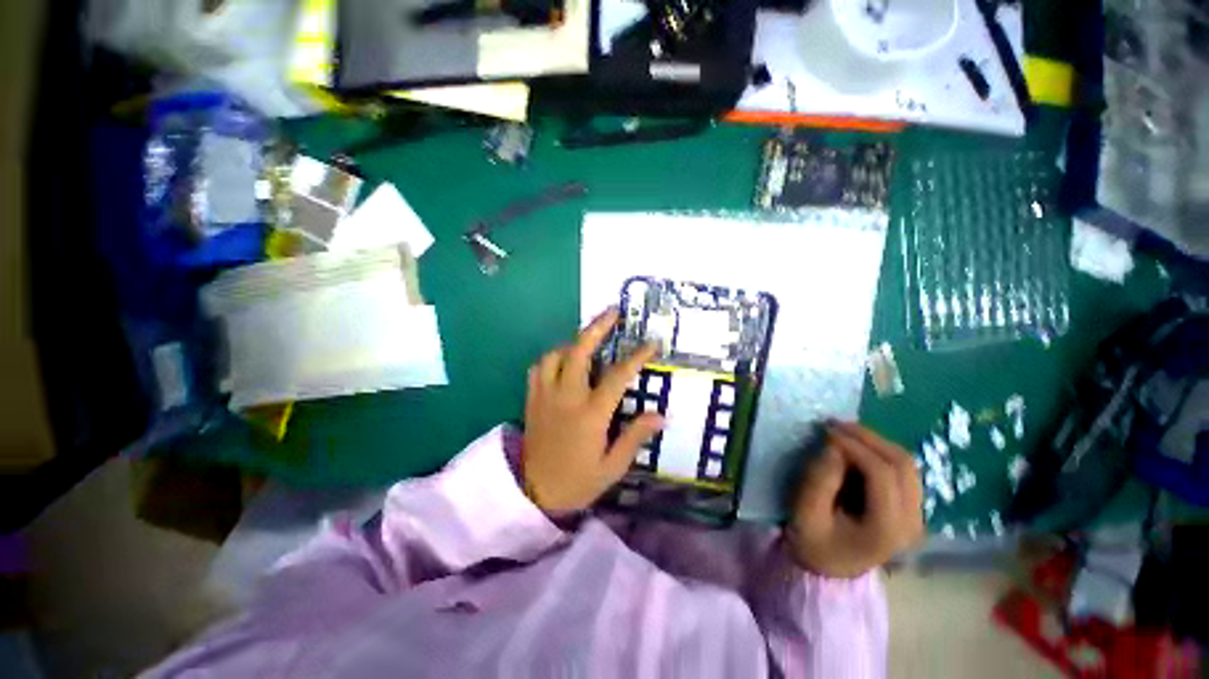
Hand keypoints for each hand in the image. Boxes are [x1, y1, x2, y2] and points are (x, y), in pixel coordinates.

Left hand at [522, 308, 663, 513]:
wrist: (534, 494)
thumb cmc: (578, 482)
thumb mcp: (612, 467)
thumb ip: (635, 437)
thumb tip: (661, 415)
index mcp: (591, 414)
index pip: (618, 376)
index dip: (637, 356)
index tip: (651, 343)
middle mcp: (567, 397)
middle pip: (580, 352)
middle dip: (597, 327)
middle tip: (612, 312)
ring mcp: (545, 396)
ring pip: (556, 355)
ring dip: (573, 342)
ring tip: (588, 340)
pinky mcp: (532, 400)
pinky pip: (538, 368)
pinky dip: (552, 357)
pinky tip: (563, 361)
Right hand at [786, 421, 923, 578]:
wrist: (830, 567)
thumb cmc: (813, 540)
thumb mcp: (805, 512)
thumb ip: (819, 480)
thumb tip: (835, 447)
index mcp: (887, 529)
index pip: (882, 474)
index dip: (856, 446)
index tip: (827, 431)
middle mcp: (912, 522)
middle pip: (902, 464)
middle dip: (868, 437)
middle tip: (835, 424)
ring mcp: (917, 516)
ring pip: (907, 463)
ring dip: (876, 441)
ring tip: (844, 431)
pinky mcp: (911, 509)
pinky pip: (903, 469)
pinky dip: (880, 451)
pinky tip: (856, 446)